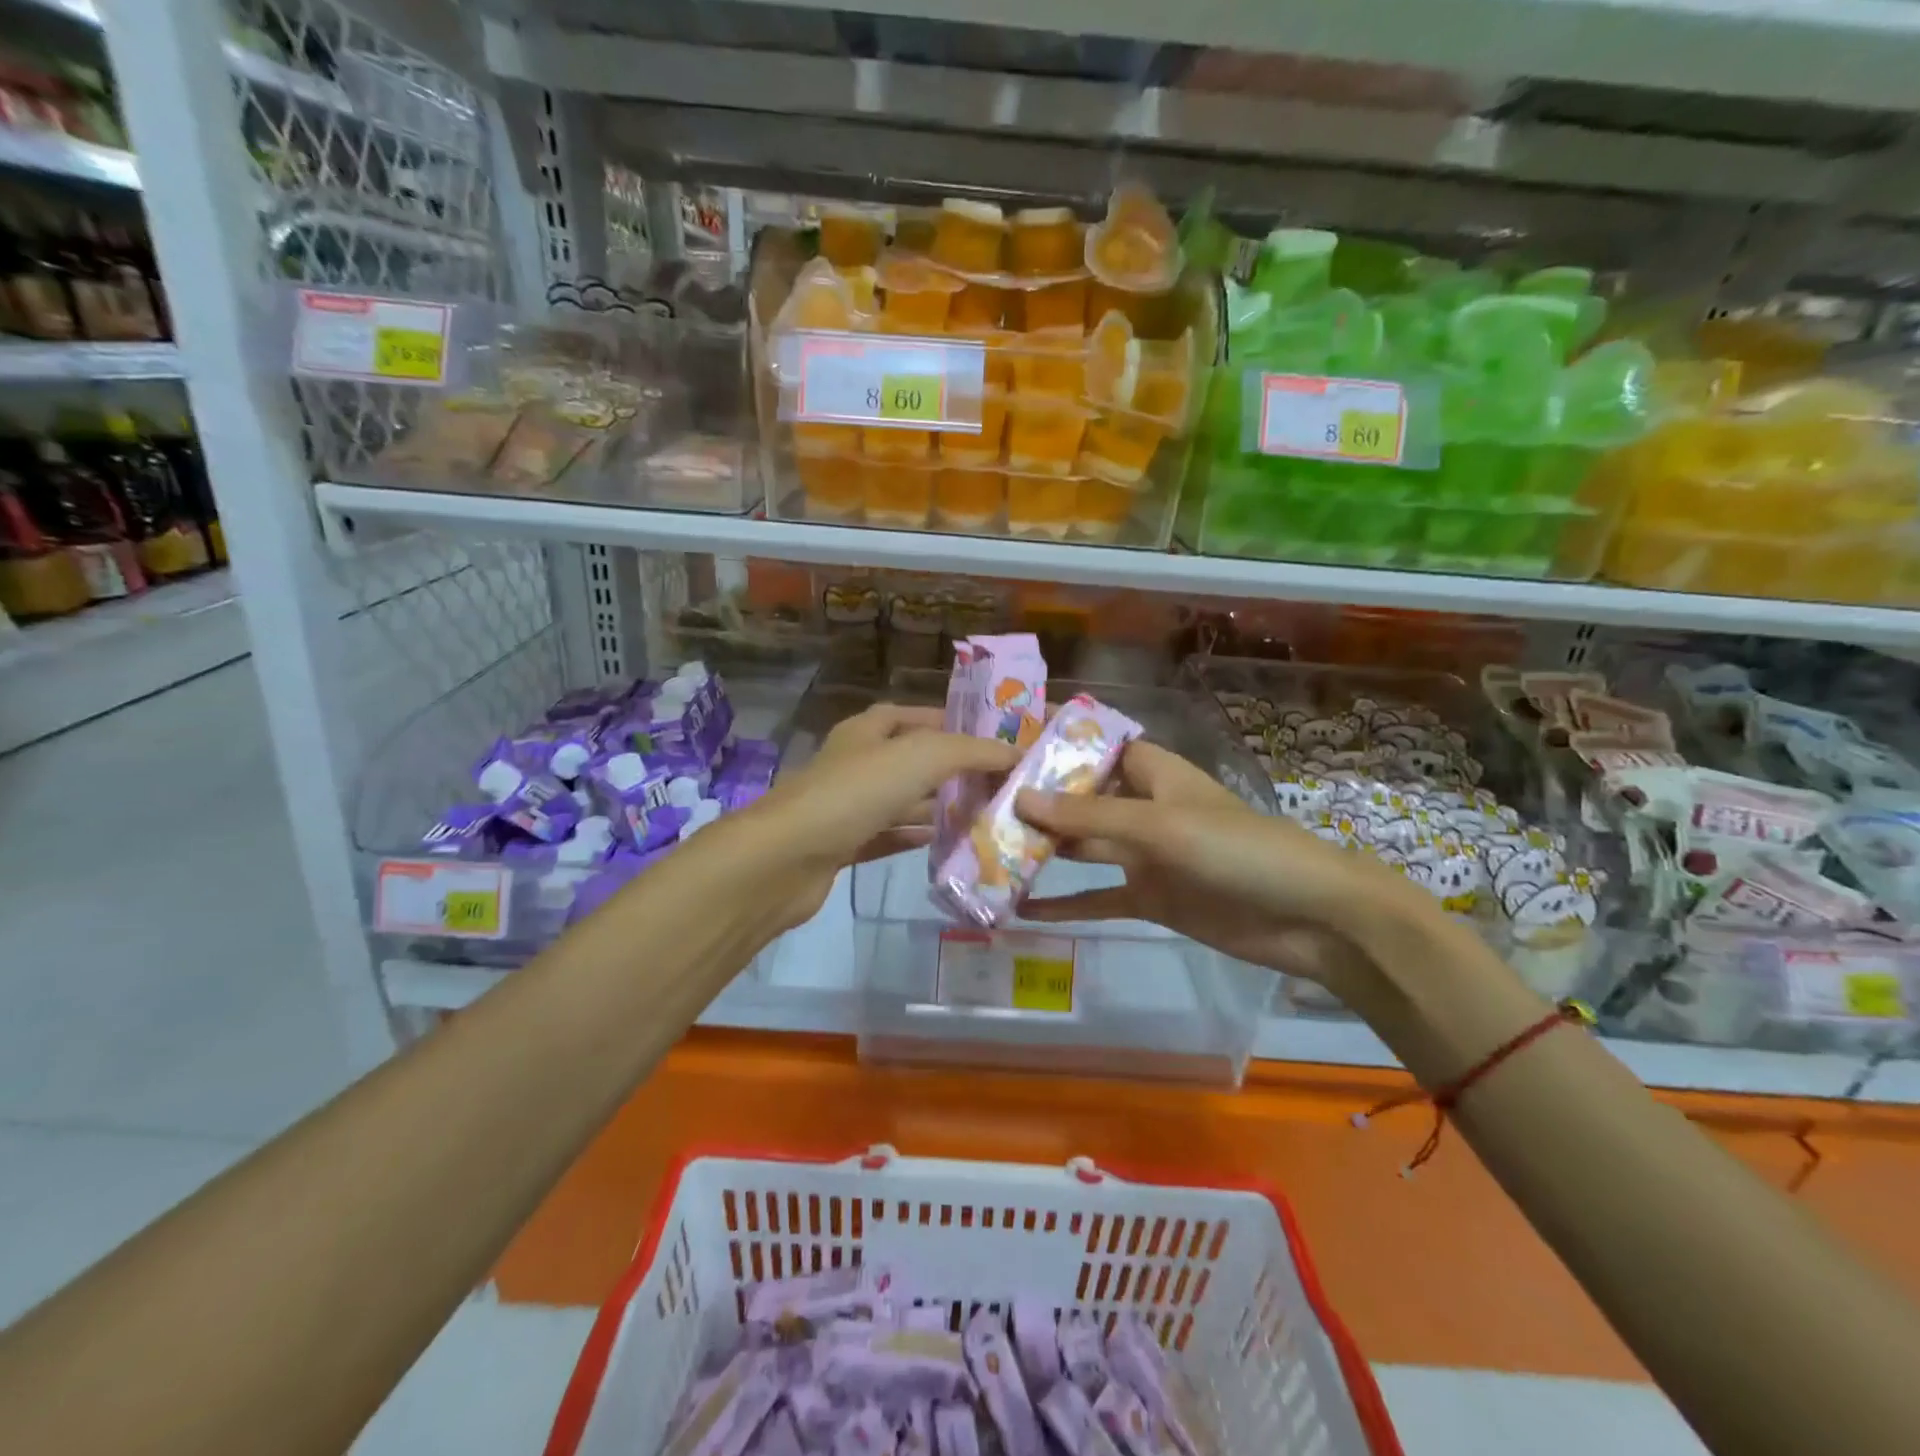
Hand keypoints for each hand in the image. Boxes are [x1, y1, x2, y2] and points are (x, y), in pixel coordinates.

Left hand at [745, 703, 1020, 931]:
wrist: (787, 857)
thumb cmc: (856, 792)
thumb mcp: (922, 756)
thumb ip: (971, 752)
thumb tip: (1014, 753)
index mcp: (869, 731)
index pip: (914, 716)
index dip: (950, 722)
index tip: (991, 738)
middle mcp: (857, 762)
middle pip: (912, 760)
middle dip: (951, 769)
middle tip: (998, 783)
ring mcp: (847, 805)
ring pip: (902, 800)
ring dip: (937, 806)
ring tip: (984, 816)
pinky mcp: (843, 845)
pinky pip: (888, 836)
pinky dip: (914, 837)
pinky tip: (945, 844)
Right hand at [1015, 741, 1437, 994]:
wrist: (1310, 917)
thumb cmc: (1238, 849)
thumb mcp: (1160, 826)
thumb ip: (1090, 818)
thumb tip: (1020, 799)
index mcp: (1153, 774)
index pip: (1094, 747)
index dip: (1053, 743)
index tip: (1002, 741)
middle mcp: (1144, 808)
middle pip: (1081, 799)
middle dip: (1036, 802)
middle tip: (977, 804)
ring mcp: (1146, 855)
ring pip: (1084, 848)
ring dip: (1045, 852)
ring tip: (988, 853)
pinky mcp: (1151, 898)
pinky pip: (1099, 897)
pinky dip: (1067, 904)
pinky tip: (1024, 910)